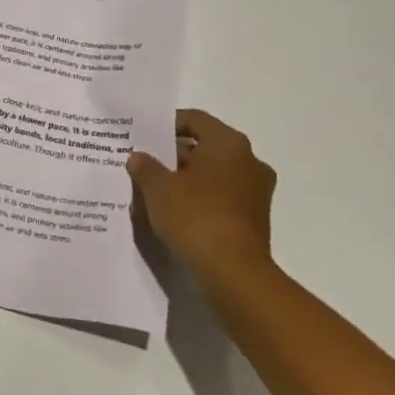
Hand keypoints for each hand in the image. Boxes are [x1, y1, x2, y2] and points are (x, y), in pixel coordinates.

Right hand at [128, 108, 276, 292]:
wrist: (233, 274)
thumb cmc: (195, 217)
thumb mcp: (157, 187)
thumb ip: (145, 167)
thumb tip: (139, 158)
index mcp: (229, 144)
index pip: (194, 120)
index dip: (166, 124)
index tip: (141, 135)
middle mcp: (249, 162)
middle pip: (204, 147)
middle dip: (172, 155)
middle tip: (142, 163)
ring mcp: (255, 192)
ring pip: (212, 174)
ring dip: (185, 179)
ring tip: (152, 190)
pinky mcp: (254, 219)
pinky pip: (220, 198)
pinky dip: (198, 199)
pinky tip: (172, 213)